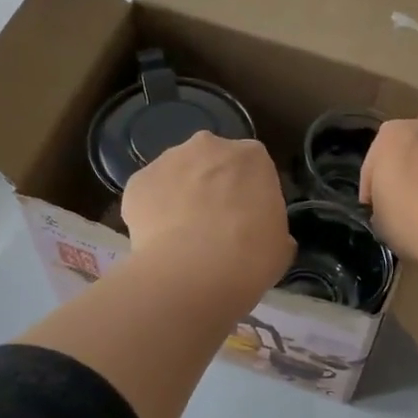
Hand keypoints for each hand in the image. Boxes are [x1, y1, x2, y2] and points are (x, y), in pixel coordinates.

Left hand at [121, 132, 293, 306]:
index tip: (246, 219)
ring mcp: (168, 160)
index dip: (249, 194)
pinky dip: (151, 212)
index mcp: (252, 156)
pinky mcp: (137, 181)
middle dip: (212, 186)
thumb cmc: (250, 257)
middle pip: (211, 162)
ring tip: (181, 237)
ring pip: (176, 174)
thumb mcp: (280, 245)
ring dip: (179, 195)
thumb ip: (271, 228)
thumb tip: (264, 234)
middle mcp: (210, 145)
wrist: (194, 272)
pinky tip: (158, 241)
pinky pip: (148, 195)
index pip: (253, 168)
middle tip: (213, 224)